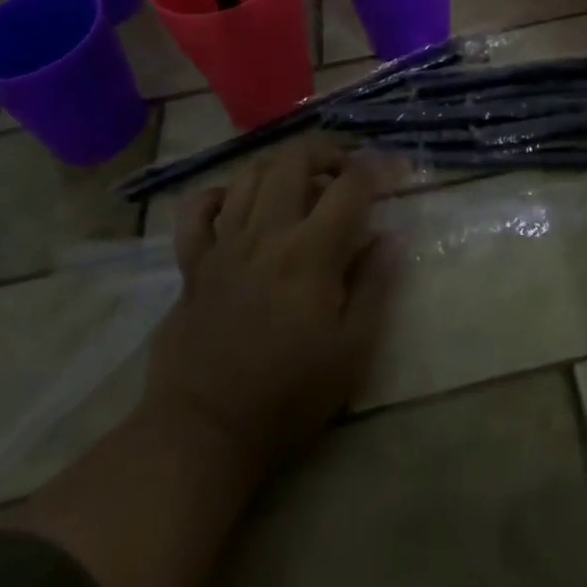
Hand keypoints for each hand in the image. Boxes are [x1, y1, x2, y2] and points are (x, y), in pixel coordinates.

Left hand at [143, 138, 399, 479]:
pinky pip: (197, 209)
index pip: (349, 185)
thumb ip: (375, 285)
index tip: (394, 170)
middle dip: (326, 151)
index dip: (377, 169)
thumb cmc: (287, 396)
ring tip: (299, 182)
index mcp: (310, 252)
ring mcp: (224, 244)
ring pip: (250, 174)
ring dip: (280, 167)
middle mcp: (267, 233)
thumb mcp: (351, 352)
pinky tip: (236, 202)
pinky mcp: (192, 263)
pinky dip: (218, 195)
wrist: (202, 435)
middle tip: (344, 171)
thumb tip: (391, 236)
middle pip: (294, 159)